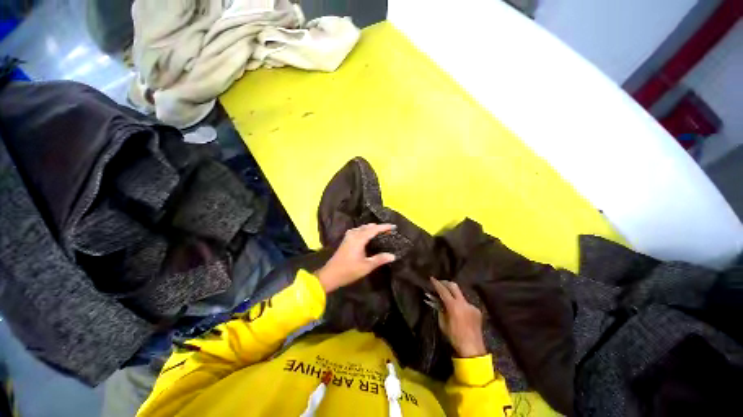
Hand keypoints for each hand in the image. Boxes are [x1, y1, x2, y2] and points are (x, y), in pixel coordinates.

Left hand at [315, 224, 396, 292]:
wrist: (330, 275)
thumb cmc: (349, 271)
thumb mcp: (366, 266)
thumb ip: (380, 259)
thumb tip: (393, 255)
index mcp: (359, 239)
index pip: (374, 229)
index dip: (384, 227)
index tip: (394, 226)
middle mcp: (353, 235)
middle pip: (368, 227)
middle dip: (378, 227)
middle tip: (388, 231)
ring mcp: (348, 237)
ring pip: (361, 228)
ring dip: (371, 228)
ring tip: (379, 231)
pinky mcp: (345, 240)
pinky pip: (357, 230)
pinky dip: (364, 230)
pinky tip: (365, 235)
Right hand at [430, 277, 486, 357]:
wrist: (472, 349)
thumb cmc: (454, 337)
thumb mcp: (443, 323)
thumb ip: (440, 309)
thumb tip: (438, 301)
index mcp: (454, 306)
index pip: (443, 290)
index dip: (436, 284)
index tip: (432, 278)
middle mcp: (464, 303)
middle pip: (454, 286)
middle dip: (446, 283)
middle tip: (440, 283)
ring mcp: (471, 306)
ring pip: (460, 294)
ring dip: (453, 293)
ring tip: (448, 297)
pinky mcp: (477, 310)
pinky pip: (466, 303)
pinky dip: (460, 303)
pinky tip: (458, 310)